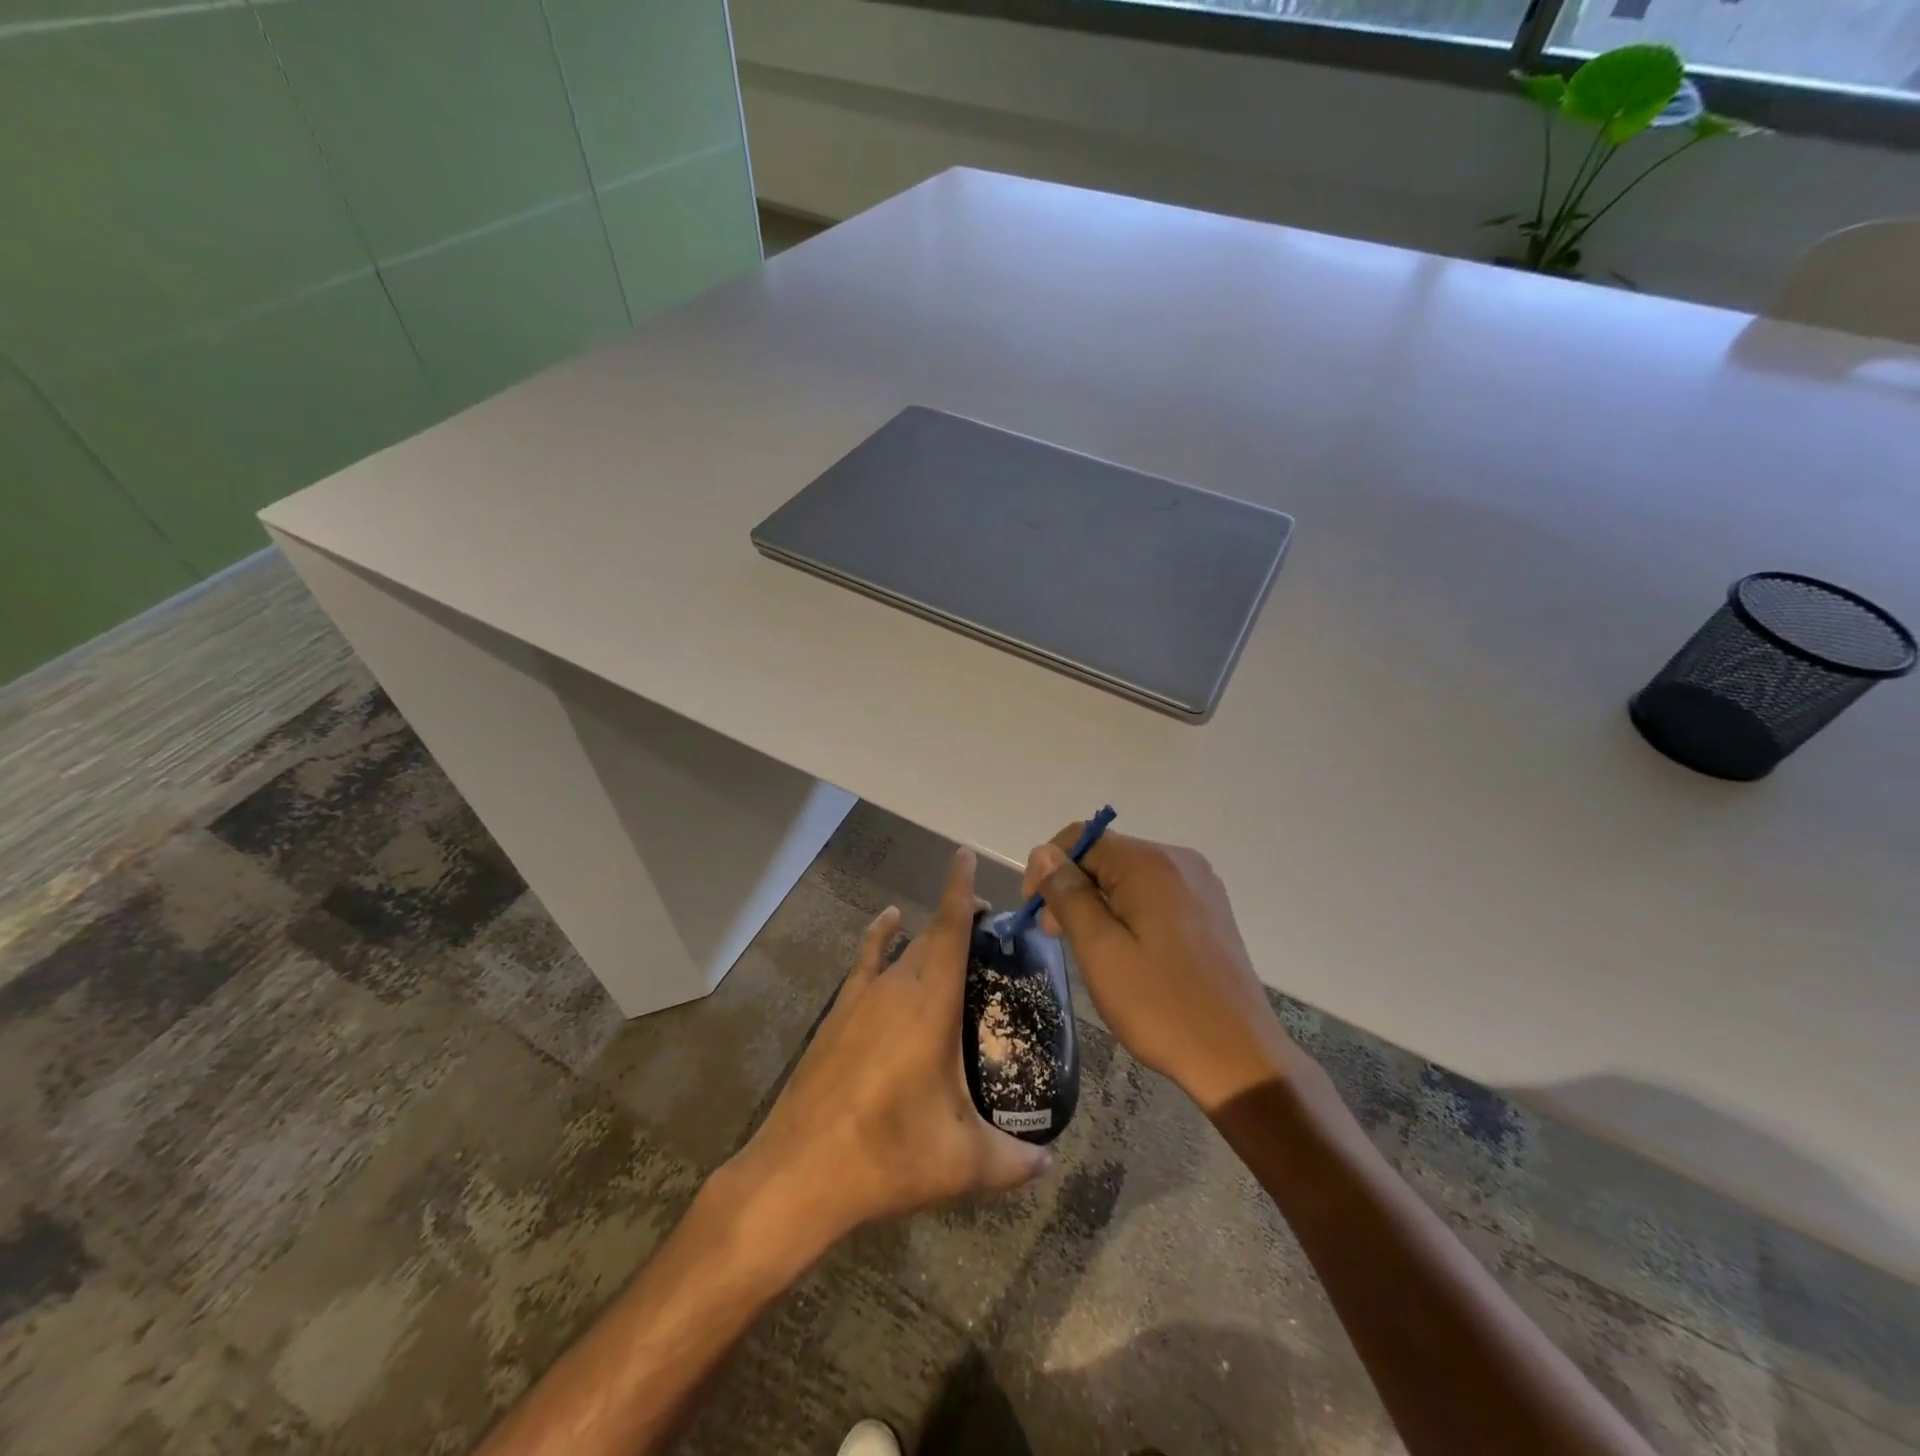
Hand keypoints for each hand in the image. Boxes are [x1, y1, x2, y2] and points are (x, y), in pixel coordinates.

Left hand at [727, 847, 1050, 1258]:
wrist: (800, 1171)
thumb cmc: (889, 1156)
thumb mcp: (963, 1163)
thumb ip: (1015, 1162)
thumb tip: (1050, 1164)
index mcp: (931, 1004)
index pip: (951, 928)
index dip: (962, 888)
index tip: (968, 855)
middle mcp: (896, 986)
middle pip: (932, 933)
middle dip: (960, 916)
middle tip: (991, 928)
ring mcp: (861, 997)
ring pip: (902, 946)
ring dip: (928, 933)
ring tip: (953, 934)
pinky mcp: (838, 1014)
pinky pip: (866, 960)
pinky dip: (881, 936)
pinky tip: (888, 925)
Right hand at [1022, 828, 1303, 1112]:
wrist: (1240, 1059)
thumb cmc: (1162, 1006)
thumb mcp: (1100, 950)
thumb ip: (1069, 895)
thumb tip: (1044, 853)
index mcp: (1151, 863)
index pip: (1083, 838)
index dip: (1048, 867)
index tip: (1035, 913)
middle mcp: (1179, 861)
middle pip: (1106, 855)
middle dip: (1073, 887)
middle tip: (1057, 937)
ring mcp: (1200, 885)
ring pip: (1129, 876)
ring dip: (1098, 902)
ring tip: (1091, 950)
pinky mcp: (1209, 910)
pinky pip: (1154, 894)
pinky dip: (1128, 912)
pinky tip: (1126, 951)